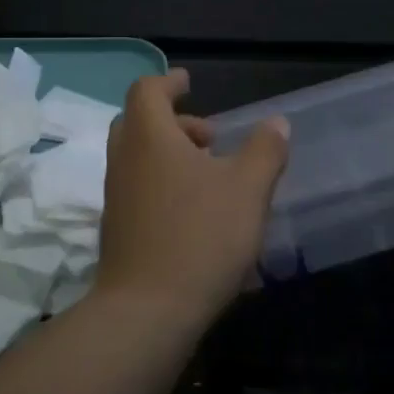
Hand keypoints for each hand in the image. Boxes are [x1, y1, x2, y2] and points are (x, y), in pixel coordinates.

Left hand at [98, 70, 289, 324]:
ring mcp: (116, 198)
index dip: (169, 82)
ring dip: (170, 154)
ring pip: (138, 158)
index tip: (188, 82)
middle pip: (138, 122)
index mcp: (149, 138)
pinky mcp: (117, 230)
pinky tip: (196, 212)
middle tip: (209, 137)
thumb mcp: (248, 189)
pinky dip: (163, 183)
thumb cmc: (201, 237)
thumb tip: (277, 123)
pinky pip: (138, 189)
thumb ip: (265, 150)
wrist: (148, 311)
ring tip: (211, 176)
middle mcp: (124, 161)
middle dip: (174, 121)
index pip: (146, 91)